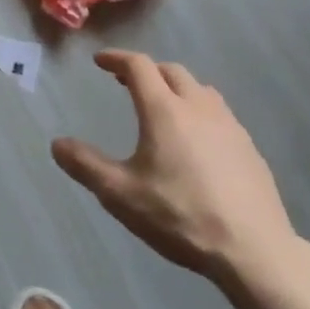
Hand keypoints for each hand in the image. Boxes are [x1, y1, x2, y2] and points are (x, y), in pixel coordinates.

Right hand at [52, 50, 298, 282]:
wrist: (252, 249)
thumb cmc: (180, 216)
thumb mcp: (120, 194)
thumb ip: (85, 165)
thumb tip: (57, 144)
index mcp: (164, 110)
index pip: (139, 66)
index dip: (117, 58)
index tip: (100, 61)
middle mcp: (198, 107)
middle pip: (171, 71)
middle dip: (146, 70)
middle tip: (126, 82)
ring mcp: (229, 126)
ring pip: (200, 89)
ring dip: (176, 87)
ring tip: (162, 105)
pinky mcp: (249, 147)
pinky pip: (219, 113)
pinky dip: (199, 110)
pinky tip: (196, 140)